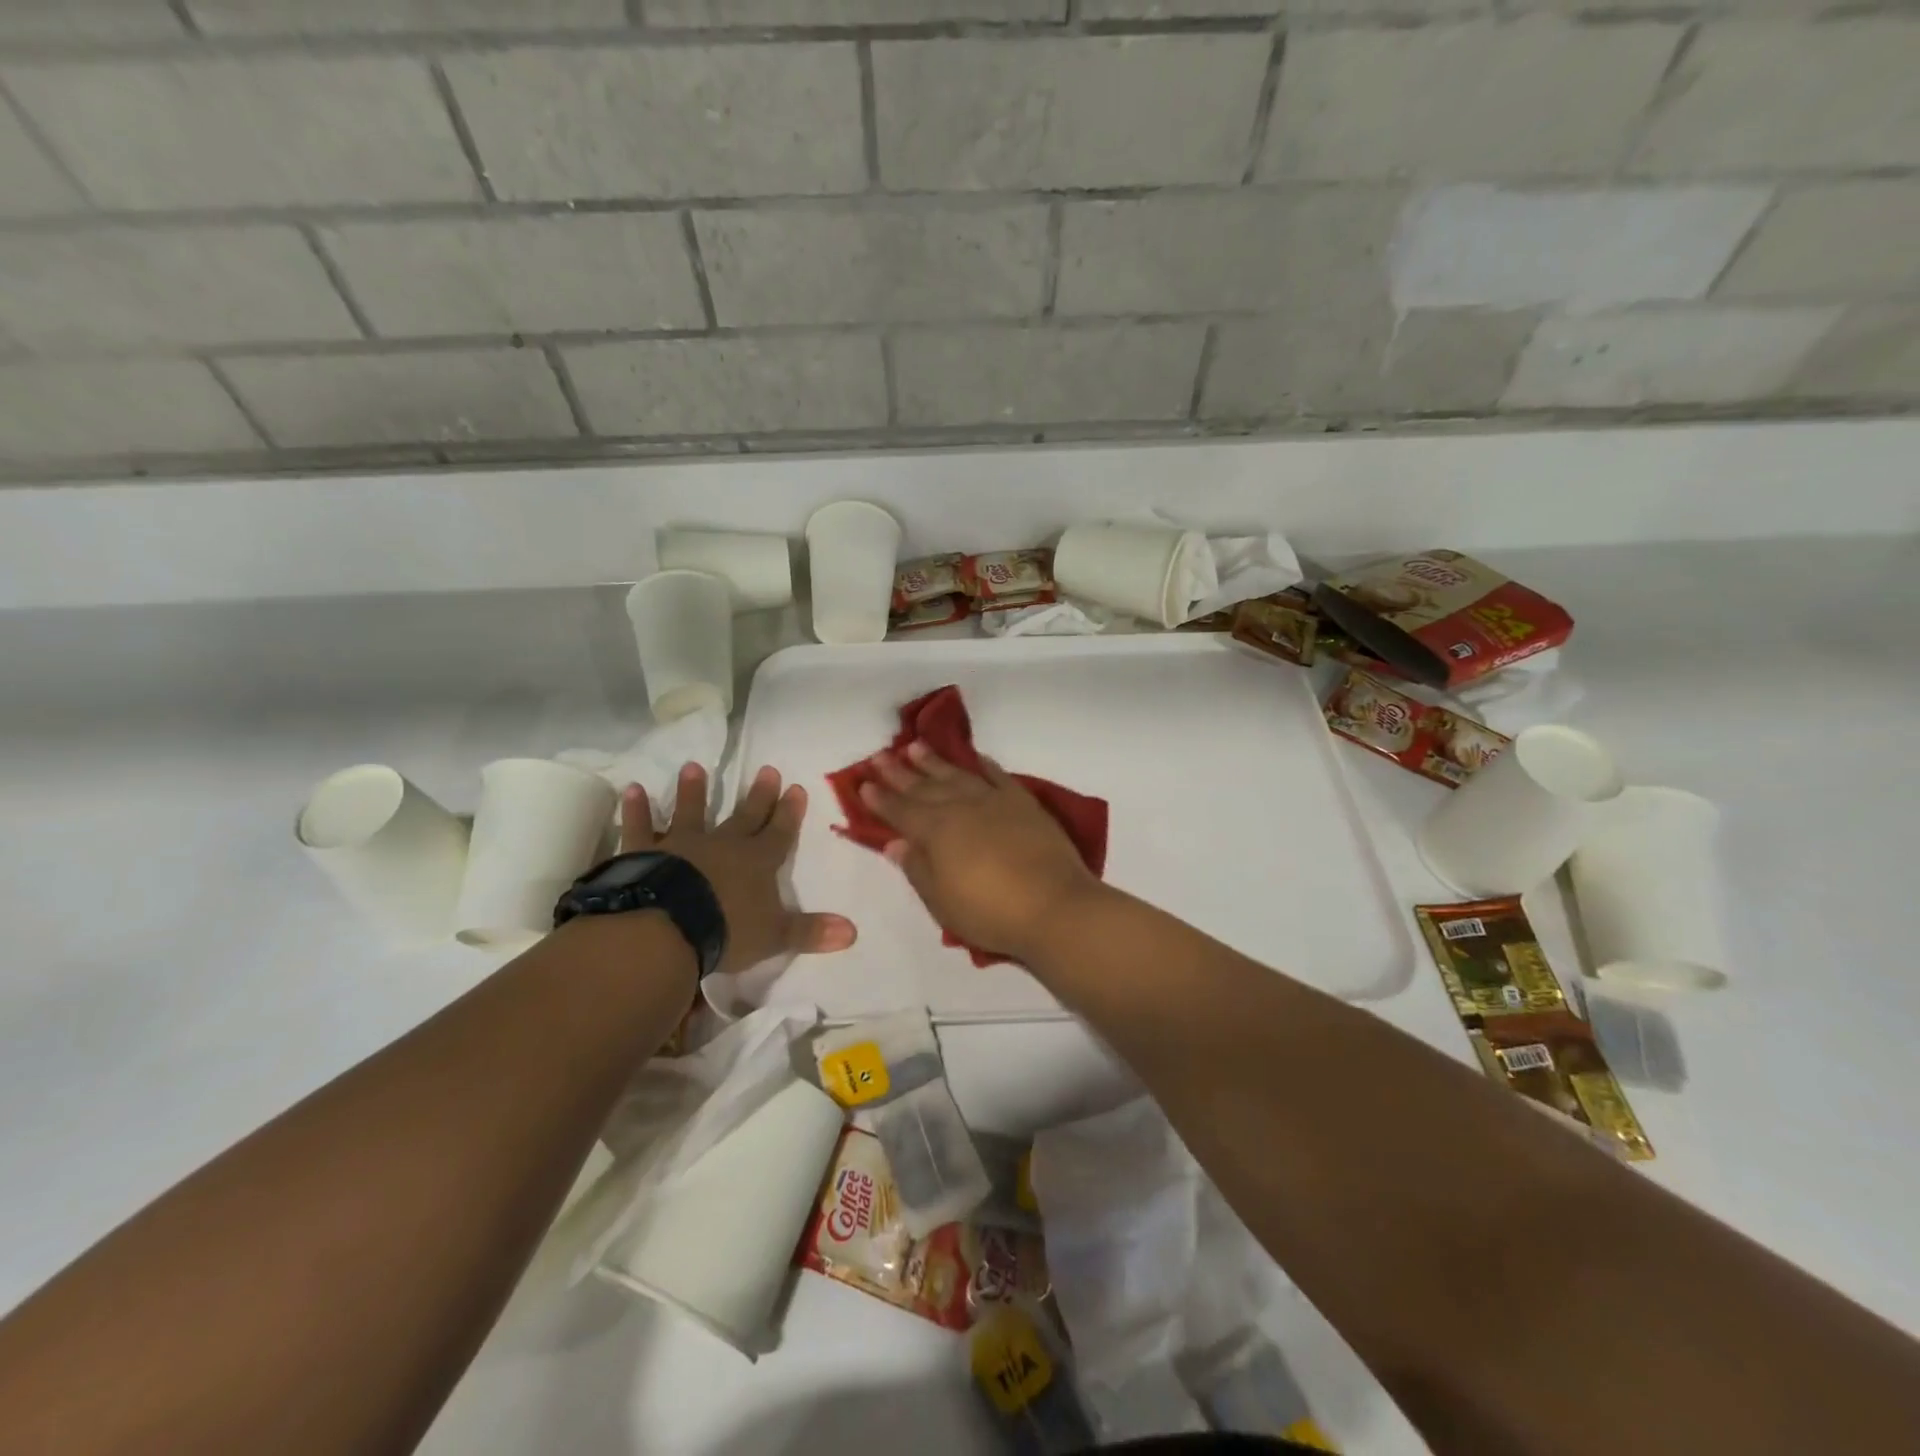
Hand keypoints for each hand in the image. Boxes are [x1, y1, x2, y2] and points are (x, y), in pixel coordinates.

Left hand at [622, 763, 856, 975]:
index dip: (789, 812)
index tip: (796, 787)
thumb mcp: (775, 936)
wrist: (668, 927)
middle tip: (766, 768)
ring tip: (693, 766)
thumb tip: (854, 933)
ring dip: (693, 791)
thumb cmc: (726, 930)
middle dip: (758, 794)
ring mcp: (682, 845)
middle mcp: (723, 845)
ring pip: (691, 812)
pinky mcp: (644, 853)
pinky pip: (639, 827)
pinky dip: (636, 810)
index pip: (780, 832)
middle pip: (745, 816)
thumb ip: (811, 931)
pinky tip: (631, 790)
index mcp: (757, 862)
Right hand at [860, 741, 1106, 962]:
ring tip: (915, 747)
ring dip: (934, 761)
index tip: (863, 782)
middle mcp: (961, 807)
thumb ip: (917, 868)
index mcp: (936, 831)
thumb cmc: (990, 913)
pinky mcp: (1023, 802)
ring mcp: (994, 801)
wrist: (1054, 906)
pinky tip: (974, 758)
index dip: (880, 798)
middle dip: (899, 772)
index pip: (900, 811)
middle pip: (924, 786)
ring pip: (957, 774)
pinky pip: (997, 775)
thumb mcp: (942, 901)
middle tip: (880, 755)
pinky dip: (983, 765)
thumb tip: (896, 842)